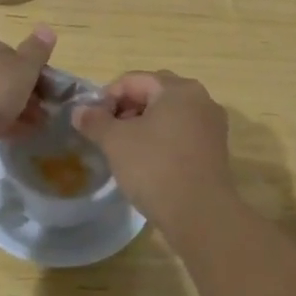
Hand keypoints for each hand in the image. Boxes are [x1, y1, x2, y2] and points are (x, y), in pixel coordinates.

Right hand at [74, 71, 237, 223]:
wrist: (200, 215)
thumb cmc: (155, 167)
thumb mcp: (115, 141)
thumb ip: (94, 121)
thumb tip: (79, 111)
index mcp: (178, 88)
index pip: (133, 80)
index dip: (107, 97)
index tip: (91, 121)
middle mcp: (201, 99)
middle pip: (153, 94)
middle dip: (126, 110)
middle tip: (106, 133)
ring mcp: (212, 126)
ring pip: (169, 115)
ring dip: (143, 125)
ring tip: (123, 149)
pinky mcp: (216, 151)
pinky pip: (182, 134)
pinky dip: (161, 140)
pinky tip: (147, 162)